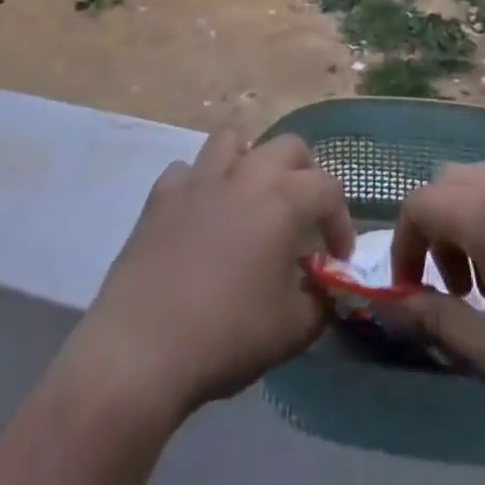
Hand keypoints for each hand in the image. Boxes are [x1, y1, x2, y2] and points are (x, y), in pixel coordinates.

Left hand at [57, 129, 355, 424]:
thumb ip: (318, 302)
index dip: (341, 222)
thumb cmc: (228, 335)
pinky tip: (200, 214)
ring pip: (233, 139)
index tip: (337, 258)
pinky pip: (188, 170)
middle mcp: (246, 173)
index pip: (329, 189)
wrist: (143, 346)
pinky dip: (200, 184)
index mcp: (284, 199)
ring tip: (250, 195)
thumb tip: (321, 290)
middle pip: (289, 146)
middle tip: (302, 214)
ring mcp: (200, 176)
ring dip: (249, 160)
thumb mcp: (292, 331)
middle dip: (305, 174)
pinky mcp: (163, 191)